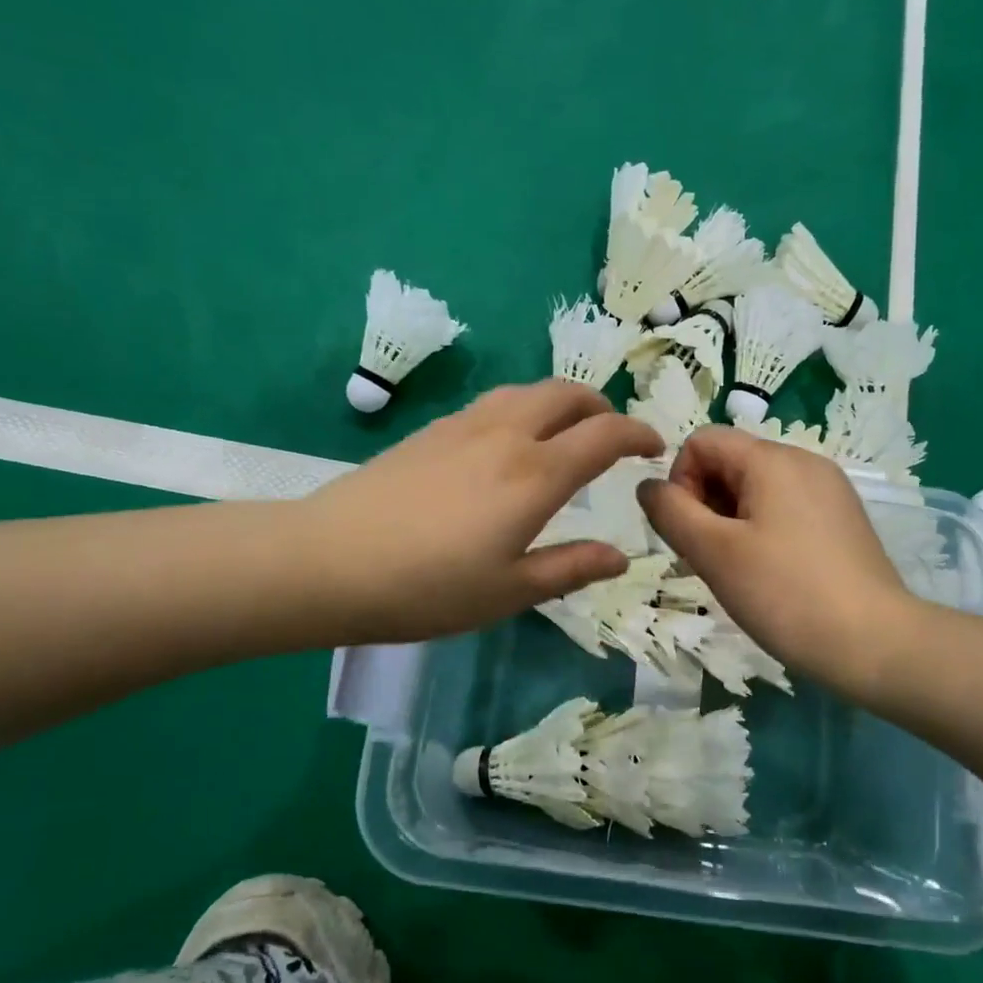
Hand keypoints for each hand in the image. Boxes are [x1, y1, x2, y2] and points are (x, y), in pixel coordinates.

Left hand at [302, 381, 663, 643]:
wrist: (327, 561)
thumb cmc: (427, 588)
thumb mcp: (509, 592)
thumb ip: (570, 568)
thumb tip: (620, 555)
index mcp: (535, 475)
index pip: (604, 435)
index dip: (638, 434)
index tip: (654, 446)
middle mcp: (506, 435)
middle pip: (567, 394)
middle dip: (601, 407)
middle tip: (613, 435)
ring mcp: (464, 425)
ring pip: (527, 390)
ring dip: (561, 402)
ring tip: (566, 432)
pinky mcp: (431, 430)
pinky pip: (494, 402)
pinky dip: (523, 408)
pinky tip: (509, 442)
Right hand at [637, 426, 912, 688]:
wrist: (875, 643)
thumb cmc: (785, 594)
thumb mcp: (714, 552)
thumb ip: (671, 512)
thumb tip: (648, 486)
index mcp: (772, 458)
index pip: (701, 442)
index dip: (680, 482)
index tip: (691, 533)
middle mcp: (804, 461)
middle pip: (730, 462)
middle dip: (705, 504)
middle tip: (711, 559)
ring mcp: (829, 490)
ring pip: (756, 489)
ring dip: (730, 522)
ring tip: (739, 572)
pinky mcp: (842, 519)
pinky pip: (785, 508)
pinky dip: (762, 531)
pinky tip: (770, 574)